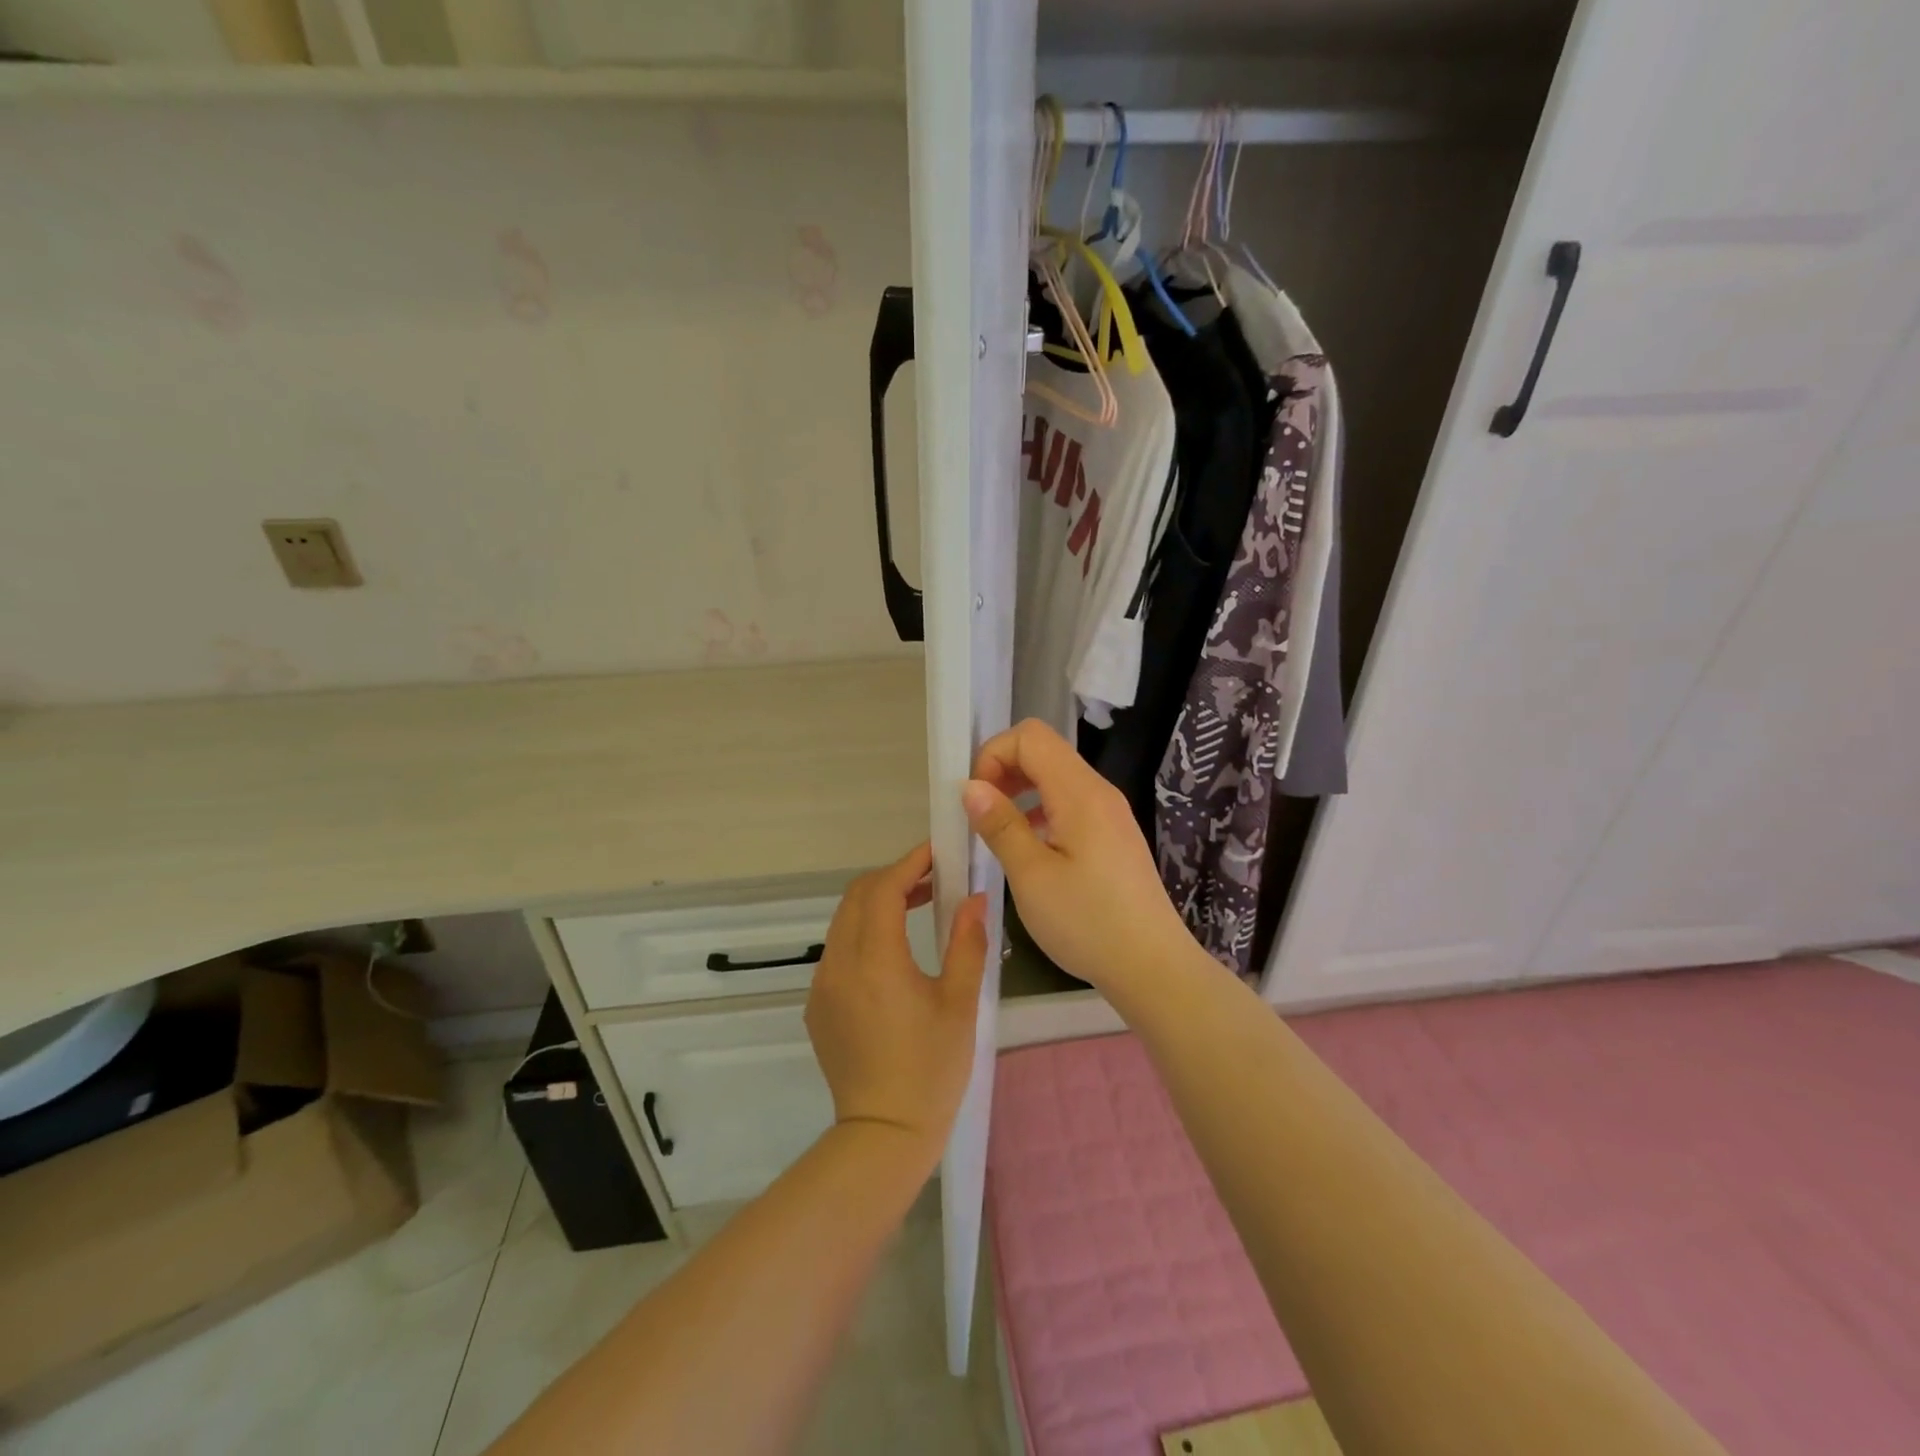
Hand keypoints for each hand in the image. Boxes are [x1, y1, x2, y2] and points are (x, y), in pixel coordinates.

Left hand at [804, 844, 987, 1161]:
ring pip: (844, 920)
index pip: (884, 889)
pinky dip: (863, 932)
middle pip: (858, 896)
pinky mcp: (817, 1004)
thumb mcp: (960, 1004)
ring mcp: (823, 984)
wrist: (883, 1134)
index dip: (910, 863)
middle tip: (933, 878)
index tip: (937, 852)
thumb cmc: (931, 1070)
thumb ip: (967, 943)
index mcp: (876, 961)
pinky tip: (893, 952)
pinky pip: (838, 949)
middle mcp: (840, 963)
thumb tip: (975, 899)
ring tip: (918, 906)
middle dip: (893, 877)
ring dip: (877, 903)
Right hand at [963, 719, 1193, 994]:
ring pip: (1057, 776)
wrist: (1152, 966)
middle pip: (1045, 750)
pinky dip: (1042, 810)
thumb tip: (971, 786)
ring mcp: (1111, 813)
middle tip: (982, 814)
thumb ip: (1000, 825)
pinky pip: (1071, 802)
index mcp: (1080, 793)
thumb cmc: (1087, 922)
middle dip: (1004, 769)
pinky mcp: (1114, 835)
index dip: (994, 755)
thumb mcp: (1031, 876)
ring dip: (1022, 790)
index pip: (1030, 737)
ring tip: (1000, 831)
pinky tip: (1031, 848)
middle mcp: (1099, 791)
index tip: (977, 799)